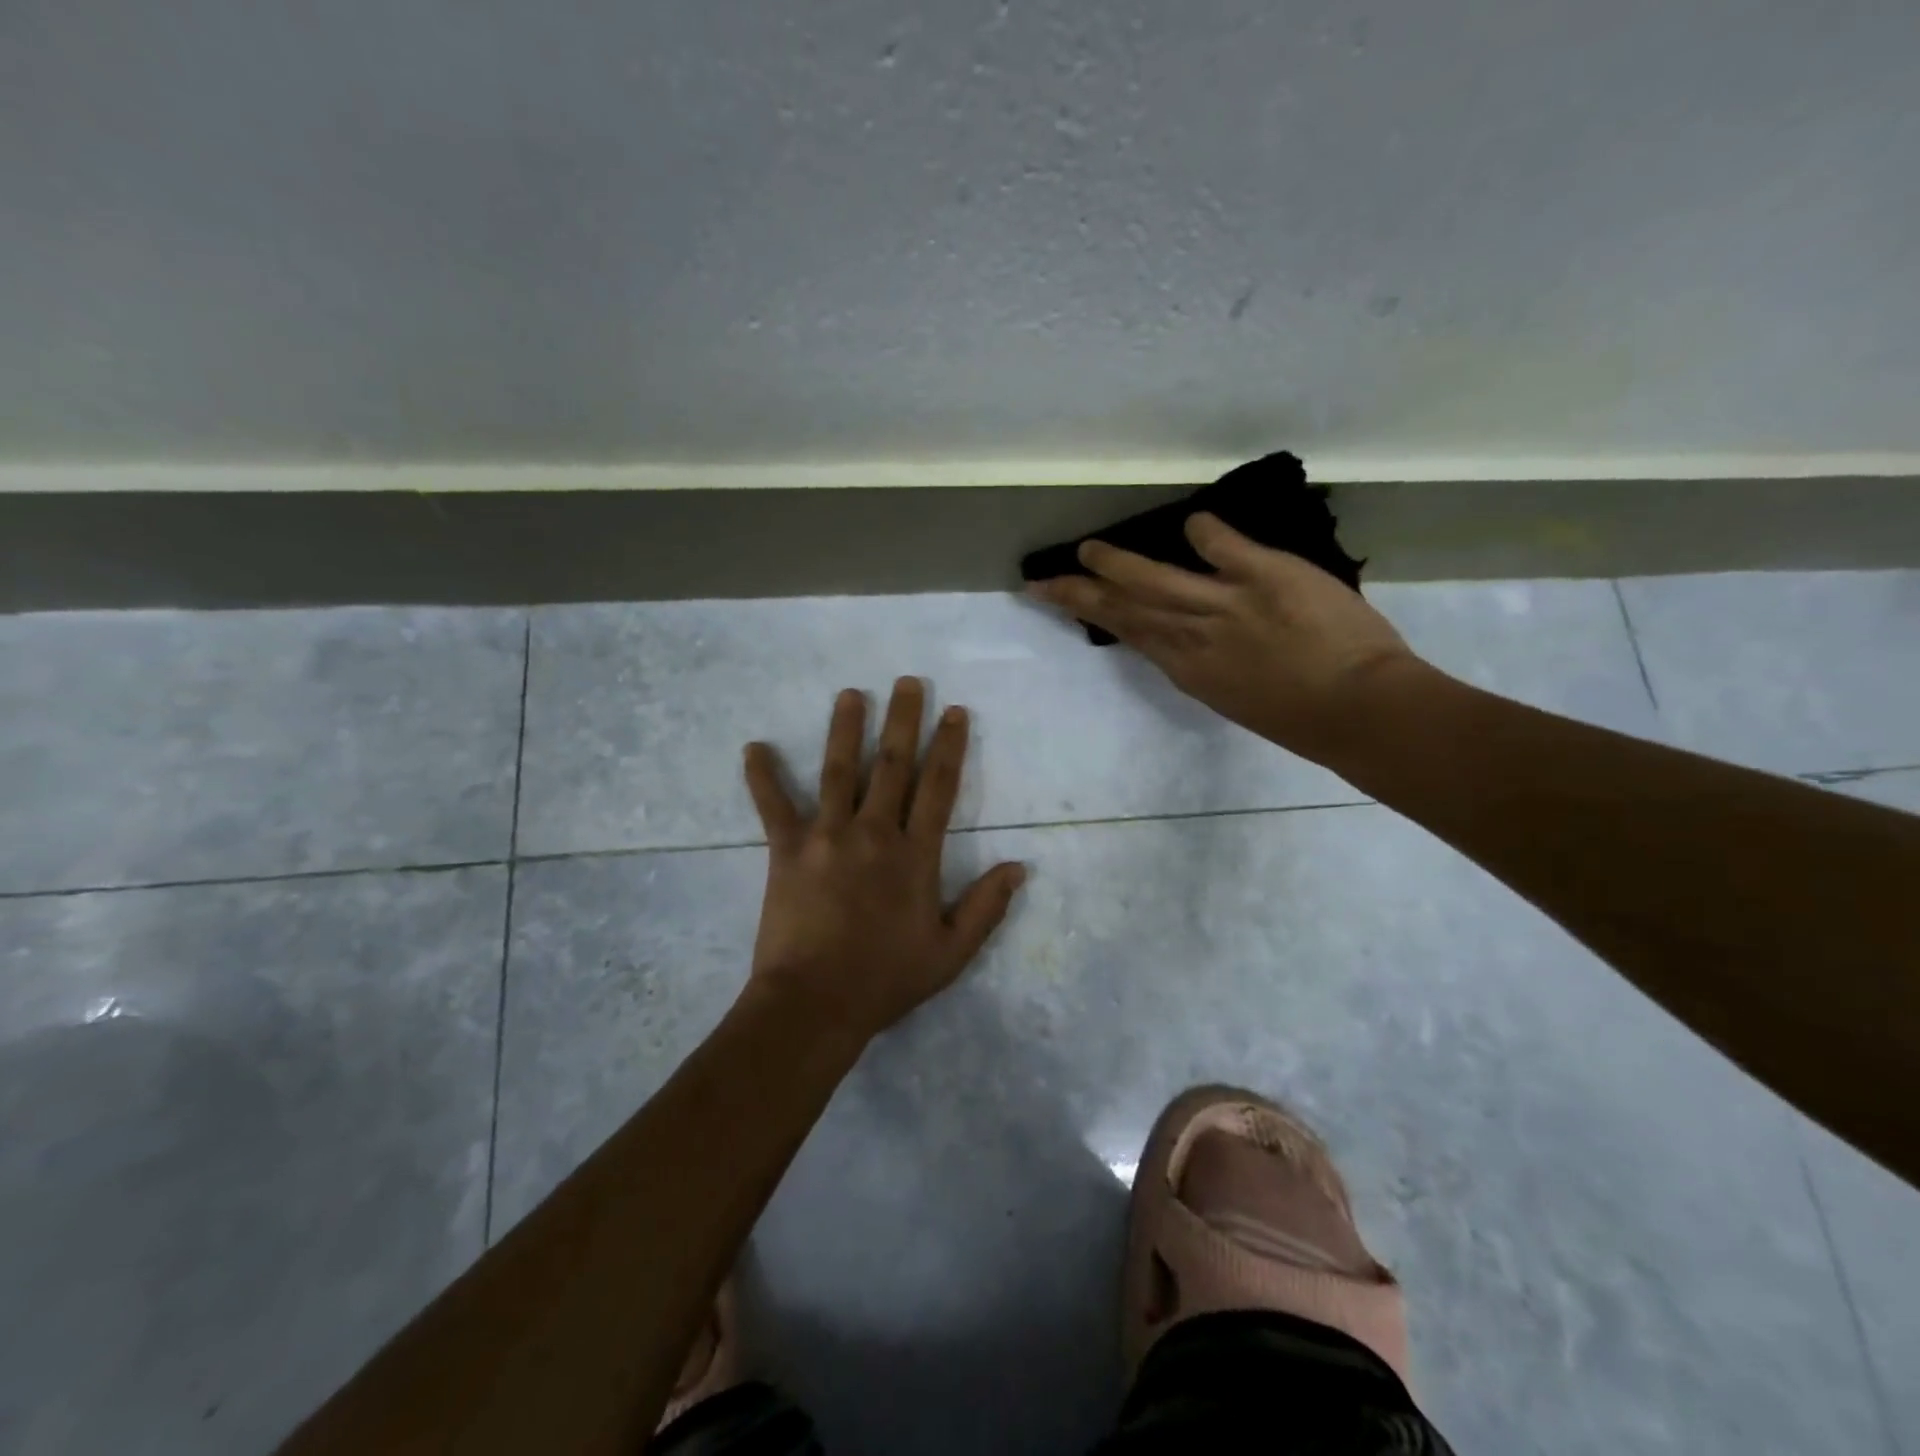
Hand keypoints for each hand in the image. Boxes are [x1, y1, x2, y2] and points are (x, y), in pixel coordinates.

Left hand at [741, 678, 1026, 1043]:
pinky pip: (773, 806)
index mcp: (915, 855)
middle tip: (908, 682)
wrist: (814, 1004)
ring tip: (850, 694)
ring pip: (839, 771)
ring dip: (846, 729)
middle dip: (904, 720)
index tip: (954, 712)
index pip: (938, 788)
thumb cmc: (885, 980)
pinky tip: (753, 747)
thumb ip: (986, 907)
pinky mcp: (786, 850)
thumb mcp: (950, 953)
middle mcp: (873, 833)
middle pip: (893, 766)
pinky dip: (762, 777)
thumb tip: (1019, 866)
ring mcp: (827, 836)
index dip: (949, 747)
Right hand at [1027, 513, 1422, 767]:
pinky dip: (1206, 531)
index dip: (1094, 616)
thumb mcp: (1235, 697)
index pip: (1130, 634)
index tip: (1067, 604)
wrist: (1359, 711)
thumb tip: (1187, 639)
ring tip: (1088, 549)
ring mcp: (1224, 605)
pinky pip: (1224, 546)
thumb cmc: (1302, 718)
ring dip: (1117, 563)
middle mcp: (1192, 637)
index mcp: (1188, 670)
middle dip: (1080, 593)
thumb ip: (1206, 664)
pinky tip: (1190, 521)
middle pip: (1123, 610)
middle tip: (1046, 579)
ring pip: (1154, 580)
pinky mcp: (1265, 576)